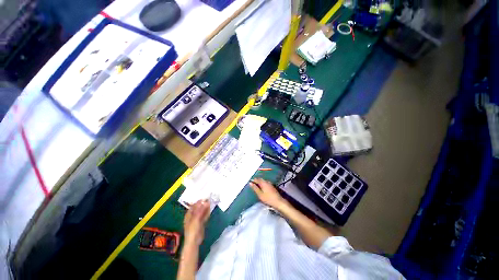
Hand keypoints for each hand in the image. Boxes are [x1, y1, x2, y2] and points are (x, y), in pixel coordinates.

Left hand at [183, 199, 210, 245]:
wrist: (194, 241)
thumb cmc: (192, 229)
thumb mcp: (196, 218)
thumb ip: (201, 210)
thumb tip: (205, 202)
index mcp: (188, 215)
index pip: (193, 206)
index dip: (198, 201)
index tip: (204, 197)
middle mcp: (192, 216)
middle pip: (198, 208)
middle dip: (203, 204)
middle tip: (209, 199)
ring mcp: (197, 220)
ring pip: (202, 212)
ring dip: (205, 208)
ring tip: (210, 202)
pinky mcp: (201, 223)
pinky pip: (204, 216)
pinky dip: (207, 213)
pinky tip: (210, 209)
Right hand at [249, 178, 284, 208]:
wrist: (278, 201)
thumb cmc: (268, 198)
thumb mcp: (260, 194)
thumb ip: (255, 188)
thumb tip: (250, 183)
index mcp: (263, 182)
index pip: (257, 179)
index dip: (253, 180)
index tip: (250, 182)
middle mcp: (267, 181)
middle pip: (260, 179)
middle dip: (256, 180)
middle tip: (252, 183)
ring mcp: (270, 184)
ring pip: (263, 181)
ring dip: (259, 182)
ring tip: (256, 185)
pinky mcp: (272, 186)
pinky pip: (265, 183)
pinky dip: (262, 184)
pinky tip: (262, 187)